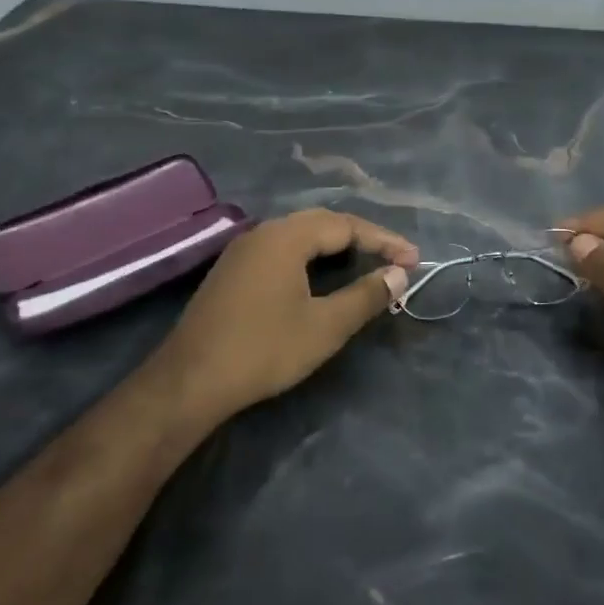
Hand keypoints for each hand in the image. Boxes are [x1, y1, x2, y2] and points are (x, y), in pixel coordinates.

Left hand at [156, 209, 417, 422]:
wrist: (189, 381)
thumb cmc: (263, 349)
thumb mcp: (325, 327)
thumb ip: (365, 296)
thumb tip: (399, 274)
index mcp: (286, 236)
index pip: (346, 225)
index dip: (383, 241)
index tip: (414, 259)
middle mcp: (264, 232)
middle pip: (322, 223)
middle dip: (362, 238)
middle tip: (394, 259)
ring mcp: (244, 250)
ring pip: (300, 235)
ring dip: (336, 246)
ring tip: (365, 263)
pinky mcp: (232, 271)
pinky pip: (282, 249)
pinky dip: (311, 257)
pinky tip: (320, 277)